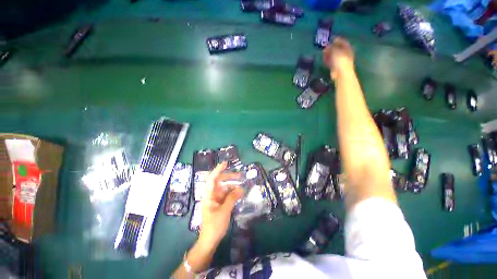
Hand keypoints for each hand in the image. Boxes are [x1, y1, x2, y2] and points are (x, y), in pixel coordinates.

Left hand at [199, 162, 243, 246]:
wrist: (209, 240)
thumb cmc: (214, 225)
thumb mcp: (224, 211)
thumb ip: (232, 198)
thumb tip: (241, 189)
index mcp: (208, 195)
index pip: (212, 178)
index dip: (218, 170)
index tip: (226, 164)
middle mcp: (211, 194)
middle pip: (219, 181)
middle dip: (228, 177)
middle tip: (239, 176)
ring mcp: (215, 199)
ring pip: (224, 188)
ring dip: (232, 186)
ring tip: (242, 185)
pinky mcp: (218, 203)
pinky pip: (226, 194)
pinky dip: (232, 193)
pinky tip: (239, 193)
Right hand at [323, 37, 354, 79]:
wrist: (341, 73)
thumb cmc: (340, 60)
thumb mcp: (335, 51)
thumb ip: (331, 47)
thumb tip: (328, 46)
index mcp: (347, 48)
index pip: (342, 41)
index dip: (337, 40)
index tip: (330, 39)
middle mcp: (345, 54)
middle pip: (337, 49)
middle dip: (331, 48)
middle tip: (325, 47)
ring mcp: (340, 61)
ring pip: (333, 55)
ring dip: (328, 54)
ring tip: (323, 52)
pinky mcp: (335, 67)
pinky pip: (331, 62)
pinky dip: (327, 60)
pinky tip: (323, 58)